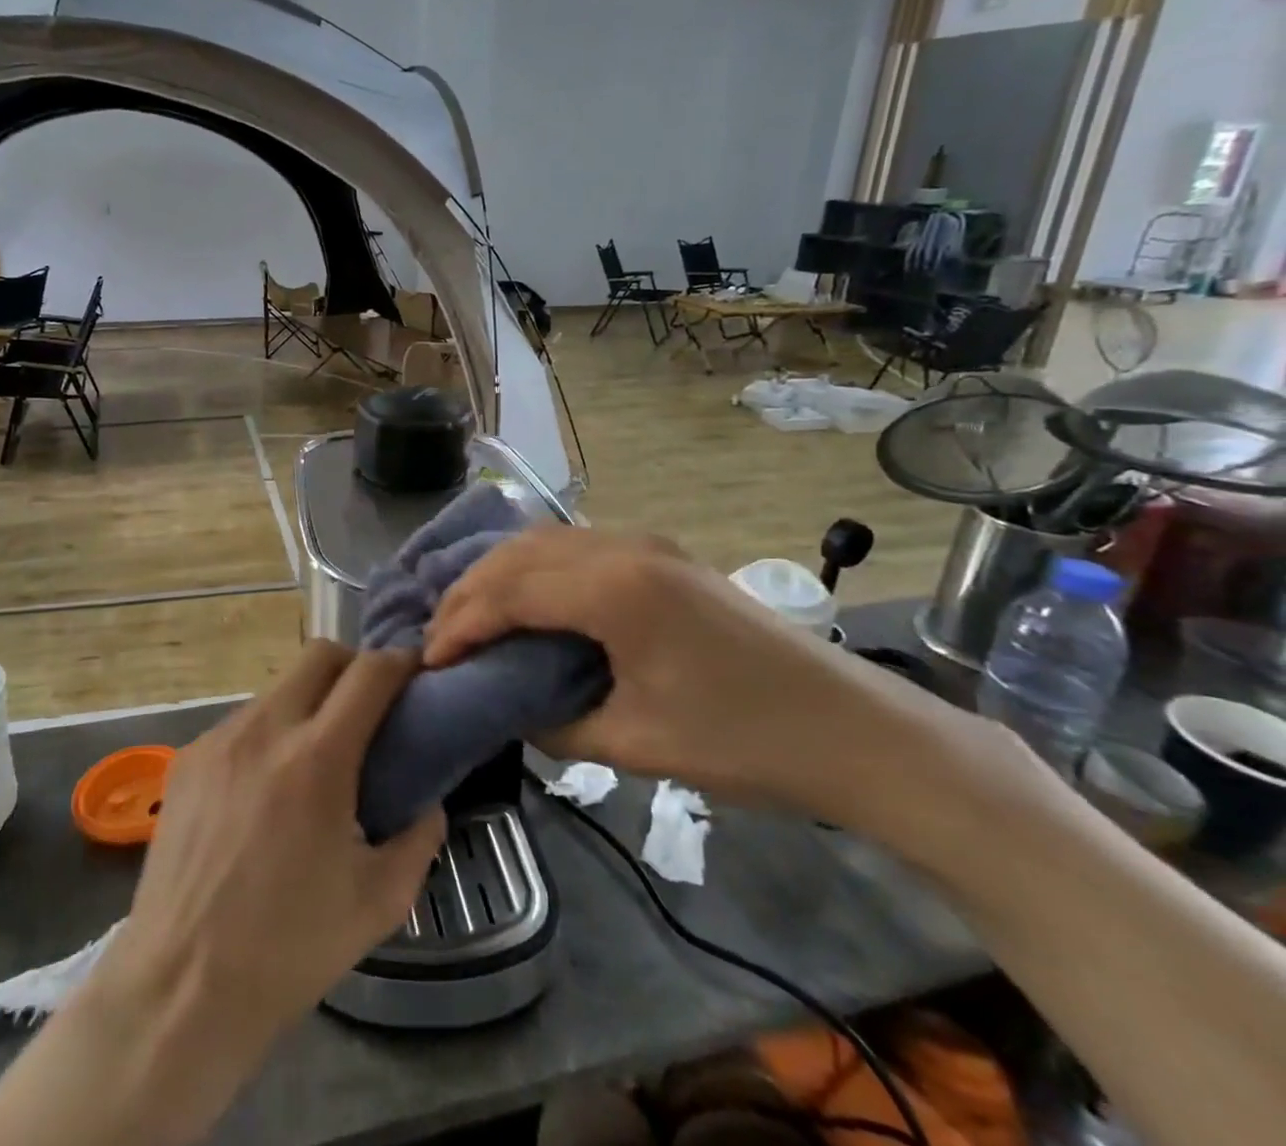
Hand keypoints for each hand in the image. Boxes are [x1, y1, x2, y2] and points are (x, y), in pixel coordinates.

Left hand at [86, 643, 445, 1132]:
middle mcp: (265, 729)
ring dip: (307, 703)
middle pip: (319, 655)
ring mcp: (219, 739)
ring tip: (313, 759)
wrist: (180, 989)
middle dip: (353, 666)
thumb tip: (428, 801)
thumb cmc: (288, 949)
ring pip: (277, 688)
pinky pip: (240, 724)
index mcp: (317, 758)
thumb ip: (418, 838)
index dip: (400, 662)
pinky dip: (267, 735)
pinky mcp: (187, 757)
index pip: (369, 673)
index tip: (416, 674)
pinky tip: (263, 791)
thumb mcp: (379, 902)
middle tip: (369, 707)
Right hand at [422, 528, 940, 817]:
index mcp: (614, 590)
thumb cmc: (747, 743)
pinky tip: (525, 601)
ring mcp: (646, 544)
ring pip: (543, 541)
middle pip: (517, 554)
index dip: (460, 624)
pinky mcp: (661, 555)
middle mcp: (622, 547)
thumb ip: (556, 723)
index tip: (429, 661)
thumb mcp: (637, 744)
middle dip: (468, 592)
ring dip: (498, 574)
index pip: (508, 592)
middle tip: (438, 638)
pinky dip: (534, 569)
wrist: (856, 730)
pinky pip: (574, 547)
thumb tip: (511, 710)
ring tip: (470, 617)